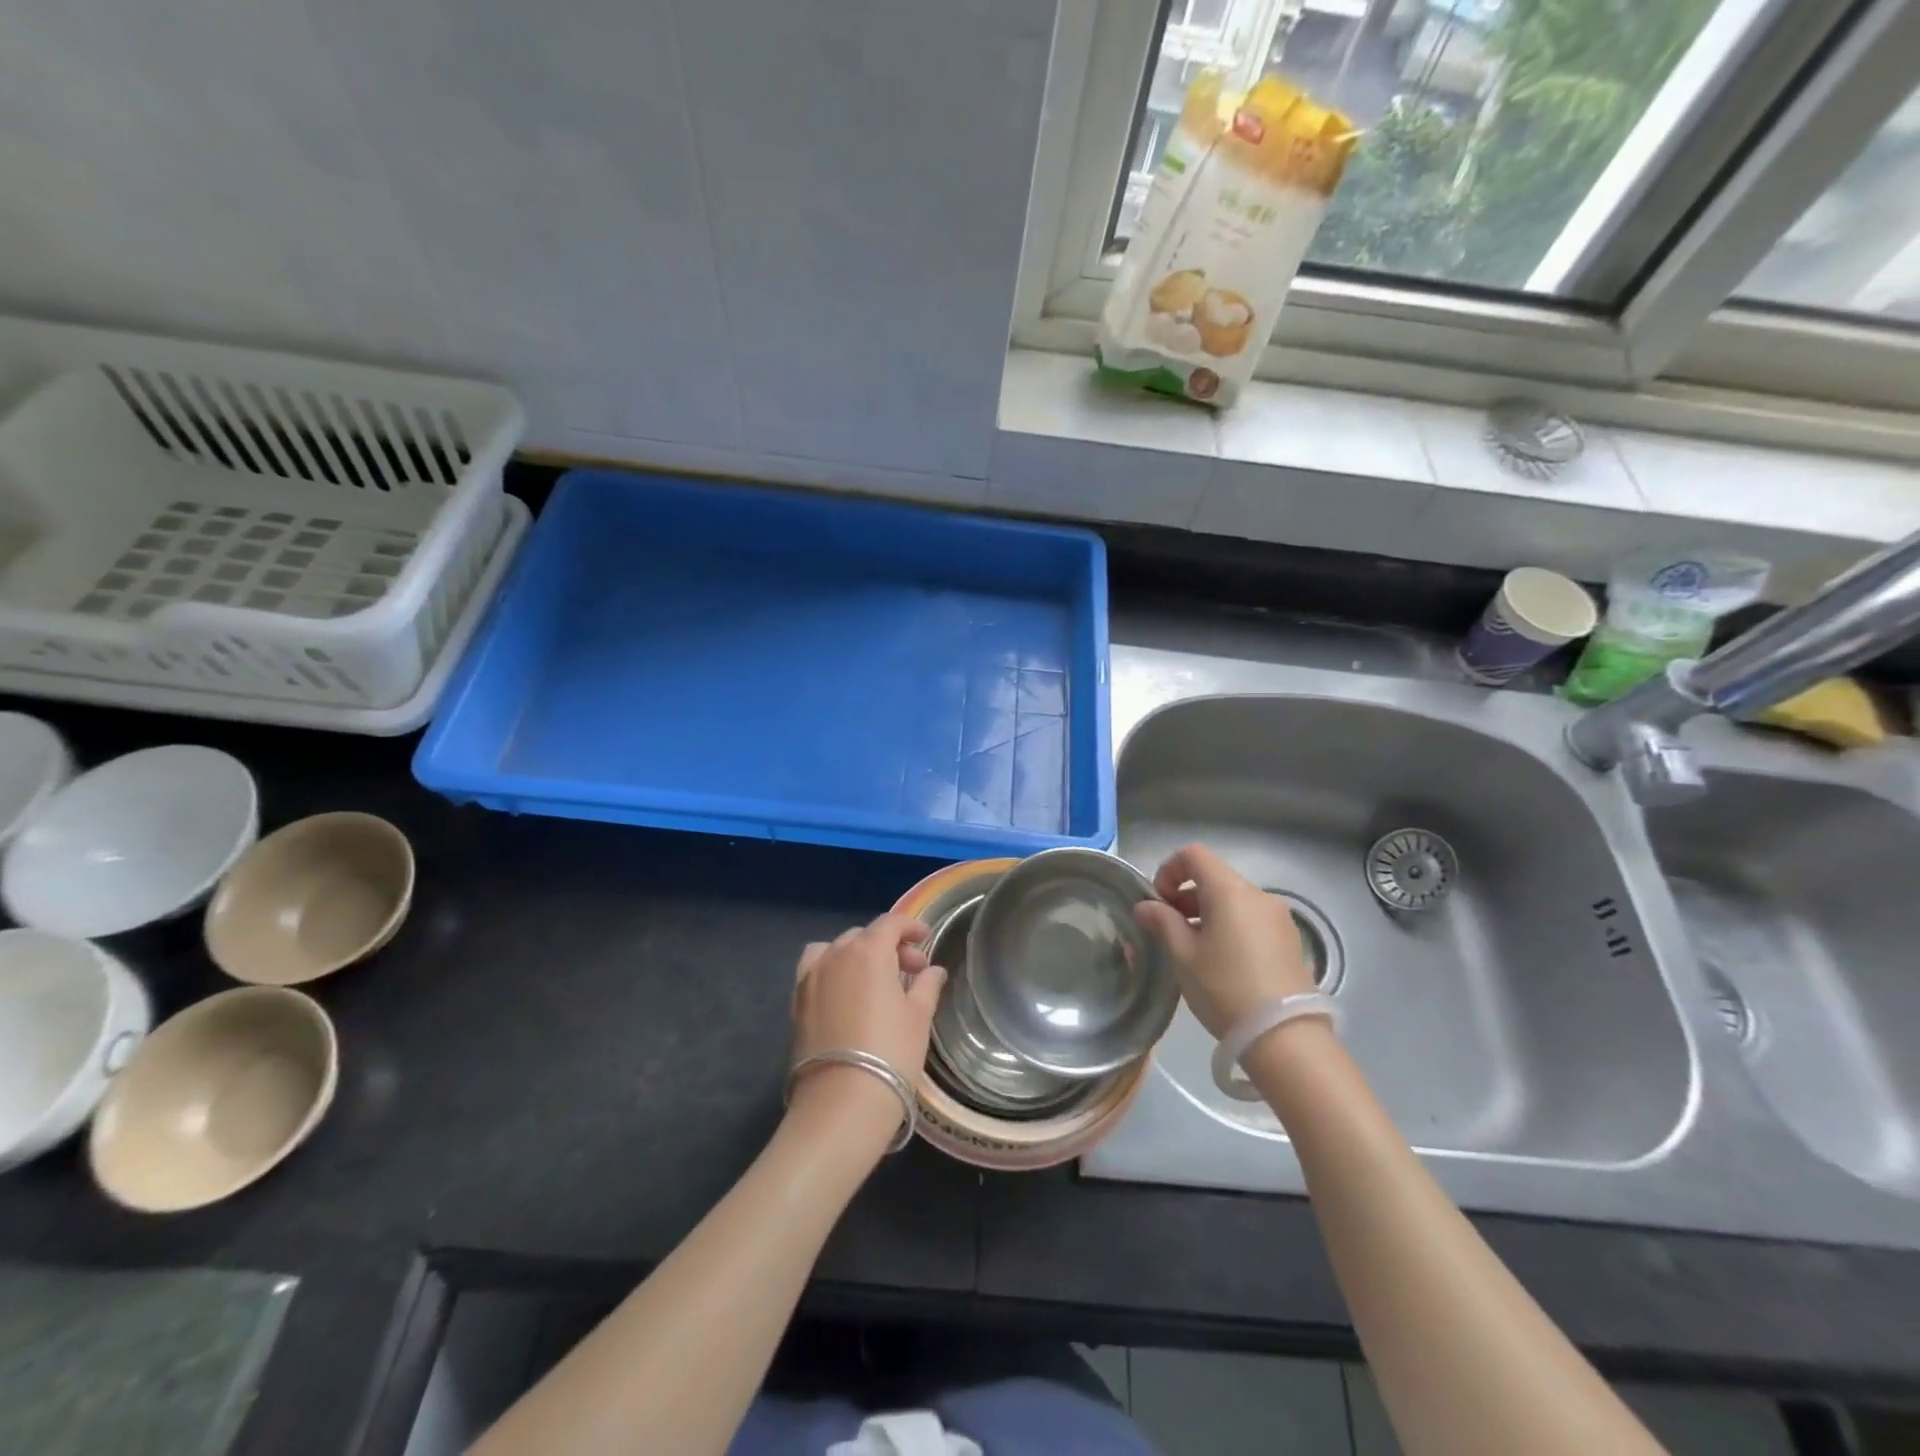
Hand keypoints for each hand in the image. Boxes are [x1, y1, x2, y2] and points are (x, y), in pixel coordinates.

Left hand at [788, 913, 944, 1138]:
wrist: (841, 1102)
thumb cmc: (891, 1053)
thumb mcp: (918, 1017)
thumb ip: (927, 986)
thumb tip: (933, 971)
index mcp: (868, 951)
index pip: (890, 924)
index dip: (910, 927)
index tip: (925, 939)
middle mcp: (835, 955)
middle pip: (863, 936)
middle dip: (888, 946)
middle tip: (910, 970)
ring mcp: (810, 978)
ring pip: (834, 950)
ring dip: (855, 955)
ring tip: (872, 979)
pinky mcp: (796, 1003)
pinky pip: (815, 971)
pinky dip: (832, 971)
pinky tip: (846, 995)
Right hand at [1133, 844, 1313, 1038]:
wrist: (1284, 1036)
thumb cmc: (1224, 988)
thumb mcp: (1183, 955)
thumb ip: (1162, 923)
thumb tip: (1144, 906)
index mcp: (1229, 890)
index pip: (1193, 855)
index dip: (1169, 870)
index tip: (1158, 902)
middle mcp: (1258, 895)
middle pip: (1214, 877)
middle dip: (1186, 895)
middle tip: (1170, 929)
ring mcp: (1278, 917)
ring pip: (1233, 900)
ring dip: (1207, 912)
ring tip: (1194, 949)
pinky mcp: (1290, 940)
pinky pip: (1251, 919)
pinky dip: (1231, 926)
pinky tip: (1223, 962)